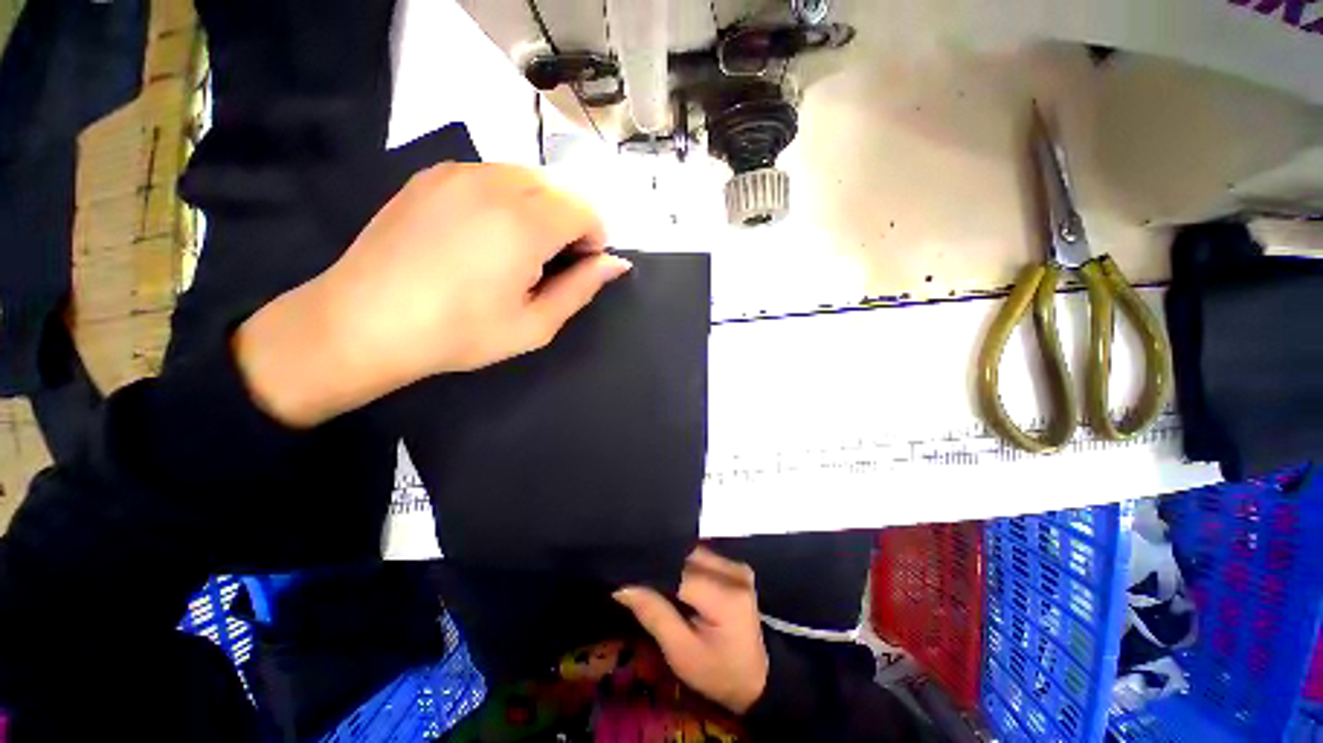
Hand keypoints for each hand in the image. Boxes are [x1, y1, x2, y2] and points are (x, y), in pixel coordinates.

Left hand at [234, 163, 630, 426]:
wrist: (364, 322)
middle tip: (550, 264)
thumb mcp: (535, 325)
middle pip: (559, 189)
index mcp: (525, 223)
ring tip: (517, 250)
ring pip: (527, 177)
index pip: (585, 209)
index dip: (594, 239)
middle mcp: (495, 183)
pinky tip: (484, 235)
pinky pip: (491, 175)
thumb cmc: (460, 332)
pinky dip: (507, 199)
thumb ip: (582, 288)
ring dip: (539, 209)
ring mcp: (459, 172)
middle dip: (569, 222)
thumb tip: (616, 263)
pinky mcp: (433, 174)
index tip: (579, 268)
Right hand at [614, 547, 768, 714]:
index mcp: (725, 596)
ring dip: (672, 562)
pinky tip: (670, 576)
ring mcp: (737, 566)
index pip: (679, 571)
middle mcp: (734, 571)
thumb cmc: (718, 673)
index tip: (625, 575)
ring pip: (693, 552)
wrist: (757, 680)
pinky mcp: (735, 567)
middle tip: (634, 575)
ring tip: (648, 575)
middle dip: (660, 563)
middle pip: (687, 556)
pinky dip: (684, 564)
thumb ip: (653, 614)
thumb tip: (622, 585)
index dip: (651, 571)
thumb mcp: (681, 653)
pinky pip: (702, 556)